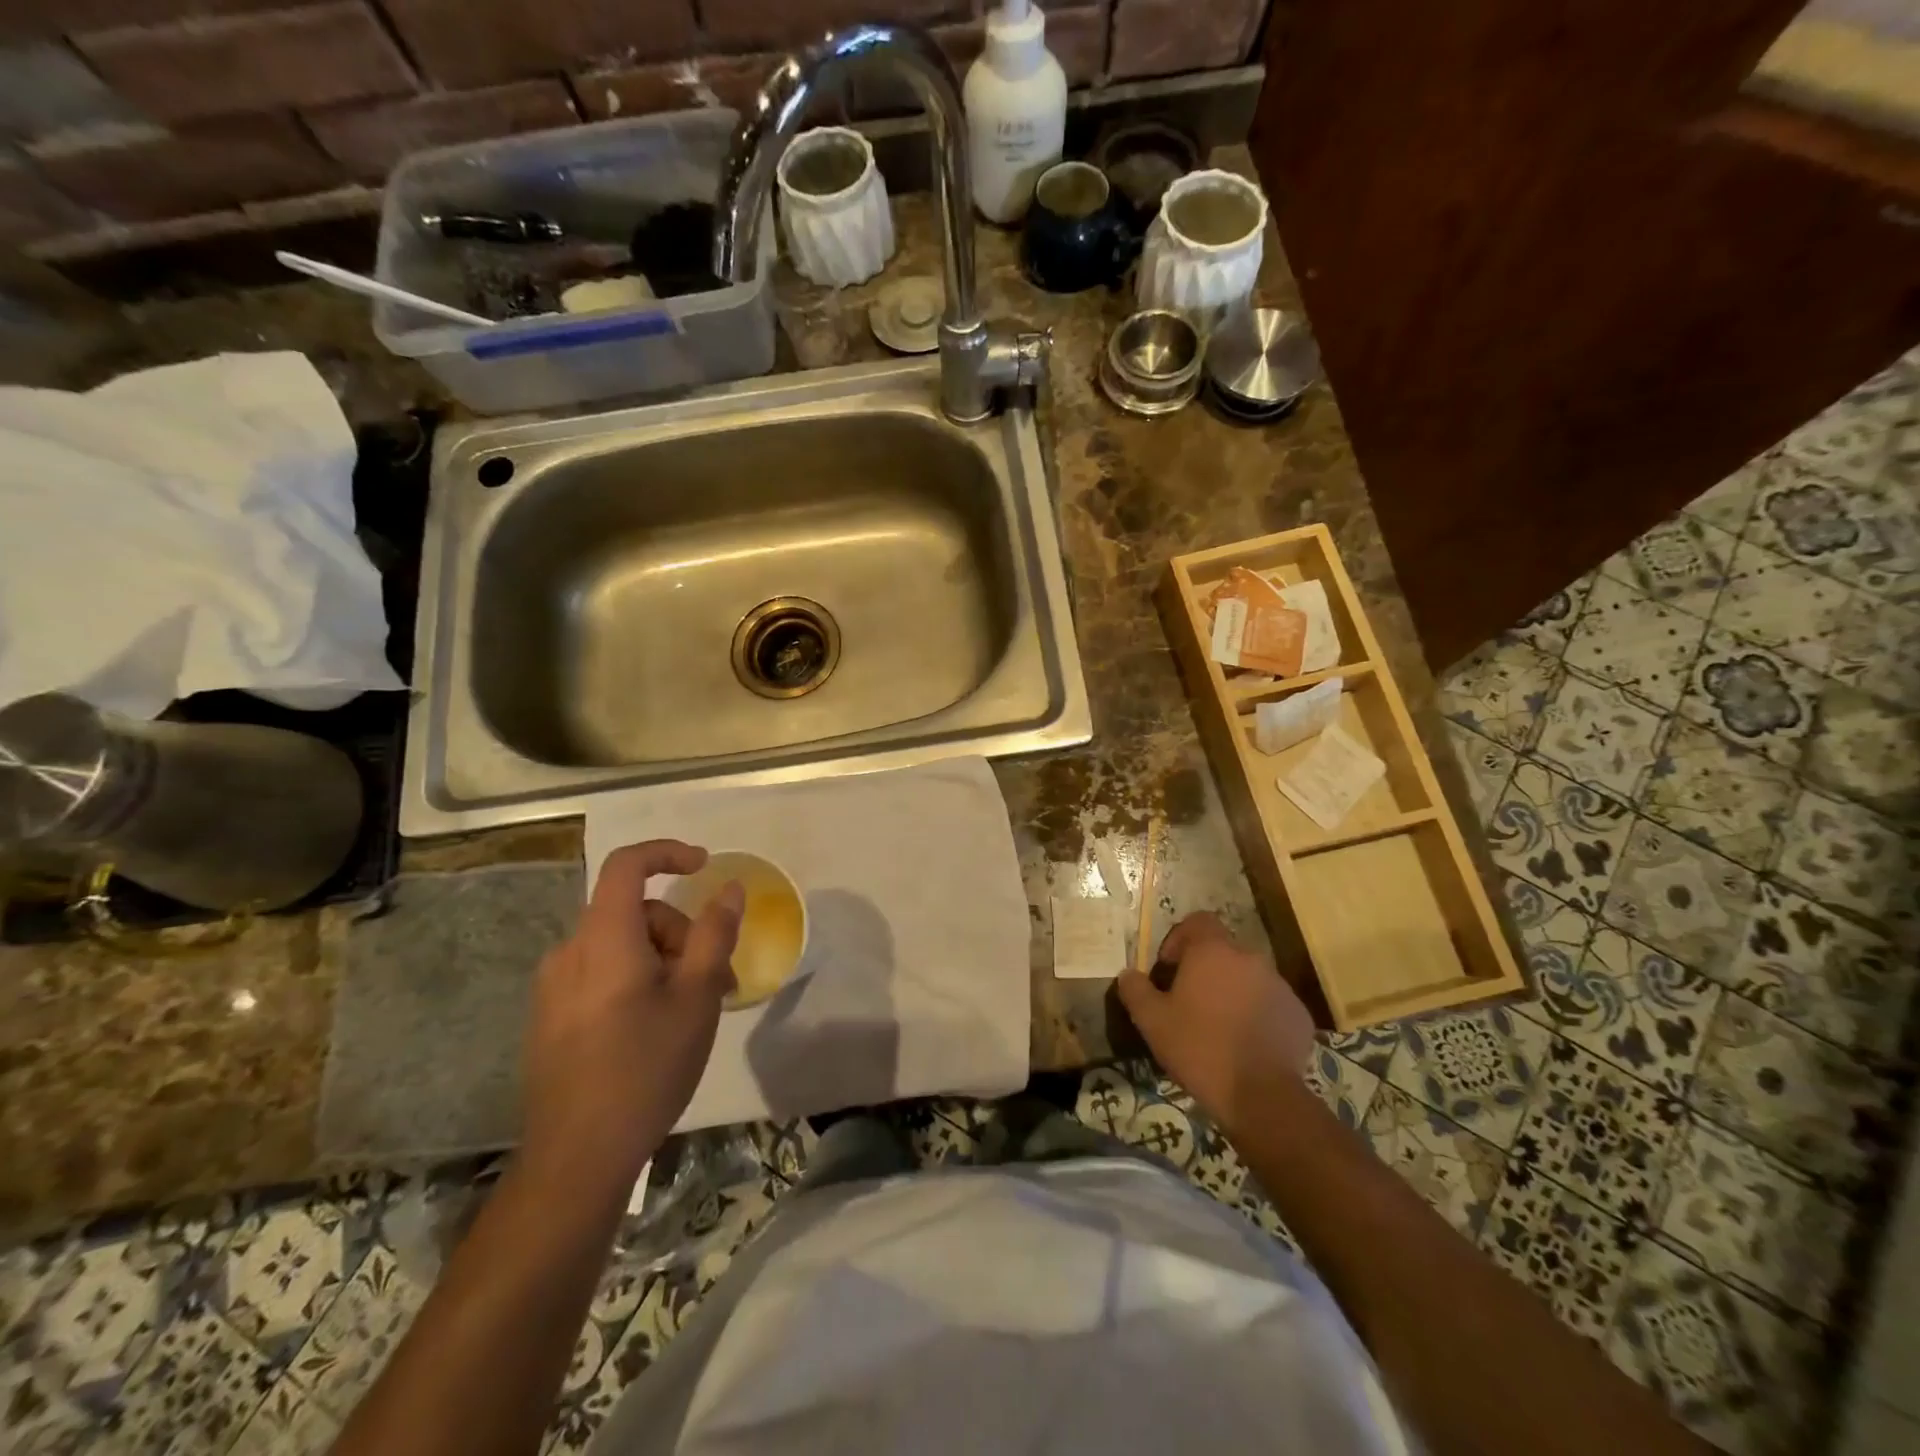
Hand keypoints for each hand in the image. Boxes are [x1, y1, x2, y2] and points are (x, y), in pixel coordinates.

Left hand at [519, 840, 740, 1193]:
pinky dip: (637, 979)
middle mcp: (570, 951)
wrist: (576, 1158)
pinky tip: (655, 1026)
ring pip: (621, 945)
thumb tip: (729, 888)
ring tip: (692, 1009)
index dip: (667, 853)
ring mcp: (554, 987)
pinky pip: (601, 973)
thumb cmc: (646, 1067)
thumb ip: (714, 934)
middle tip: (716, 979)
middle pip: (634, 911)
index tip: (704, 866)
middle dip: (681, 932)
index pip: (626, 864)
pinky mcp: (550, 1016)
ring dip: (663, 959)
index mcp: (604, 938)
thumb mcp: (697, 996)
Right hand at [1115, 912, 1315, 1132]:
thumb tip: (1128, 975)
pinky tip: (1244, 1045)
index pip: (1198, 921)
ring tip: (1218, 1027)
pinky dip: (1256, 1015)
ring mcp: (1279, 986)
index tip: (1169, 969)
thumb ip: (1135, 990)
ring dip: (1231, 992)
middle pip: (1222, 952)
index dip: (1180, 938)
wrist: (1261, 1095)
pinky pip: (1270, 1004)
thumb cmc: (1199, 1048)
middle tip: (1189, 1002)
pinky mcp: (1298, 1014)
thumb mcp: (1152, 1021)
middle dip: (1205, 970)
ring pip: (1248, 978)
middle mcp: (1249, 959)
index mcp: (1213, 952)